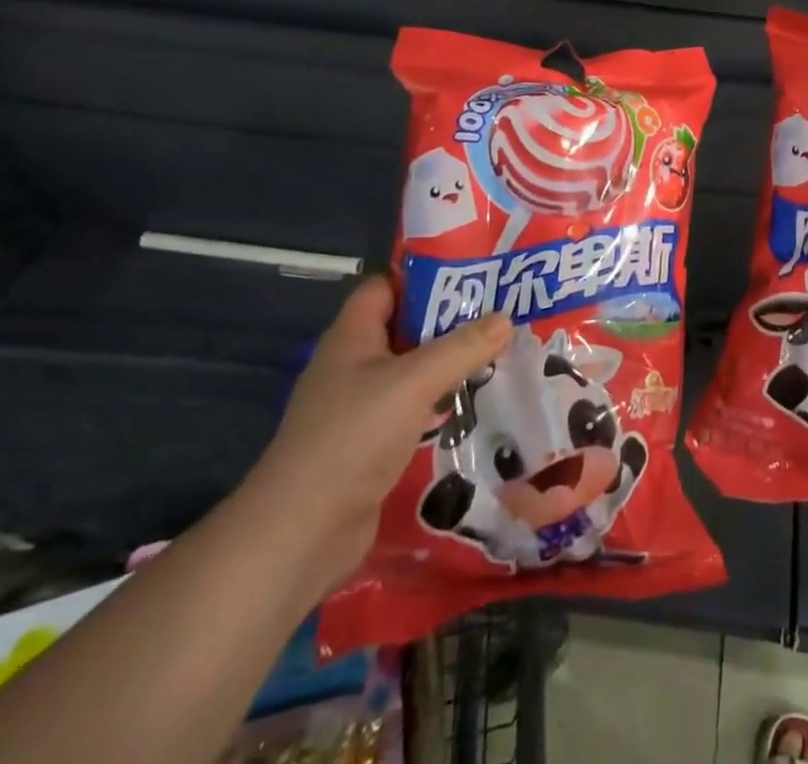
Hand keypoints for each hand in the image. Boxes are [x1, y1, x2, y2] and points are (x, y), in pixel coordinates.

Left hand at [238, 277, 511, 596]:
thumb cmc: (352, 438)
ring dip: (452, 364)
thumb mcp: (414, 382)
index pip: (387, 285)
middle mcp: (354, 365)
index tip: (473, 273)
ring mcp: (361, 407)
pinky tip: (479, 404)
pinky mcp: (372, 444)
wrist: (301, 535)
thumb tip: (506, 318)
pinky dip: (444, 403)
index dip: (425, 275)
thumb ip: (462, 348)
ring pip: (414, 371)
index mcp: (352, 337)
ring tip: (502, 353)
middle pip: (407, 328)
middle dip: (451, 320)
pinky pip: (415, 409)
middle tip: (502, 311)